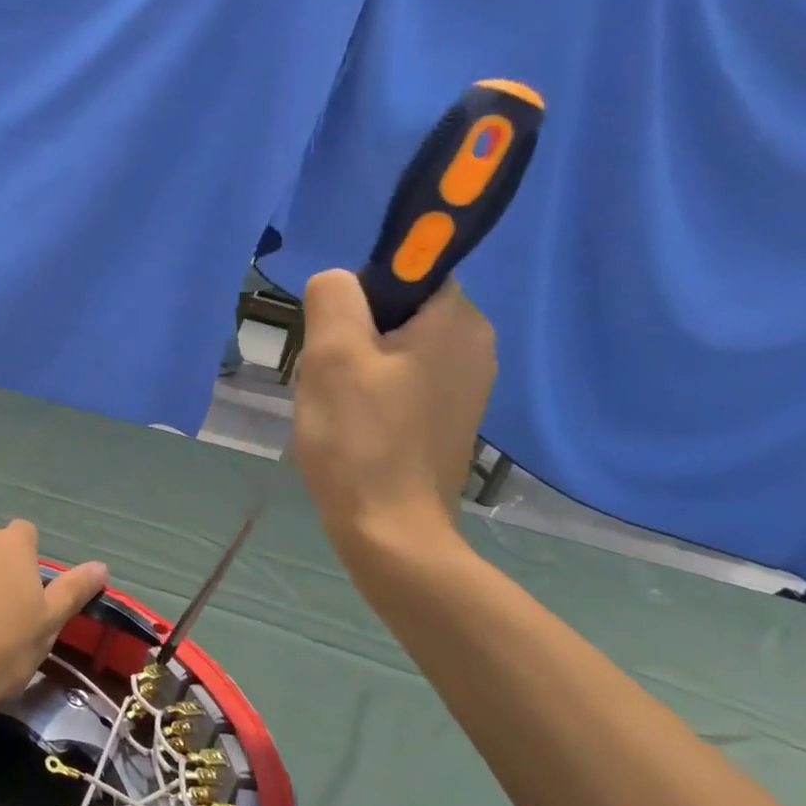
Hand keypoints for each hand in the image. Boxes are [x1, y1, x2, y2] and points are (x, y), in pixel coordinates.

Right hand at [292, 270, 495, 556]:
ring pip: (394, 349)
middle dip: (352, 337)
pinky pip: (403, 382)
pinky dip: (373, 395)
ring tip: (338, 408)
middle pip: (396, 312)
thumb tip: (338, 283)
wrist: (390, 533)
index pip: (404, 272)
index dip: (359, 299)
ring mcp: (467, 386)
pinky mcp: (449, 418)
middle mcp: (476, 345)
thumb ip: (333, 297)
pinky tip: (354, 427)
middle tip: (329, 379)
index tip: (337, 340)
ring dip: (357, 368)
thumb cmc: (359, 440)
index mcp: (459, 320)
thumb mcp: (332, 355)